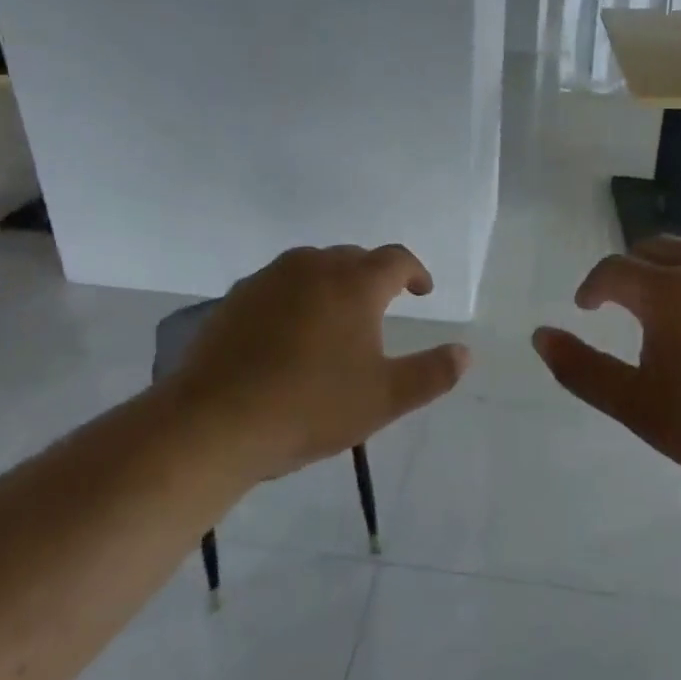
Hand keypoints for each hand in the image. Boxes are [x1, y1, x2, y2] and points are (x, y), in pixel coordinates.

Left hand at [167, 244, 469, 478]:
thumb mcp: (385, 398)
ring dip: (332, 282)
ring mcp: (268, 279)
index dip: (415, 272)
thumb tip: (465, 352)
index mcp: (354, 284)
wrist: (215, 422)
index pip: (396, 259)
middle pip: (353, 257)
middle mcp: (312, 267)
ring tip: (337, 317)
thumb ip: (432, 373)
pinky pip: (278, 285)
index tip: (422, 291)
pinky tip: (289, 332)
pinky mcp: (235, 299)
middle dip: (373, 276)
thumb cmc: (311, 406)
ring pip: (312, 267)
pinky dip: (296, 297)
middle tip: (382, 306)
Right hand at [532, 233, 680, 490]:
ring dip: (669, 259)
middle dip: (628, 267)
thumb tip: (541, 335)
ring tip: (662, 288)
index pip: (615, 269)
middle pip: (655, 247)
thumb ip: (582, 369)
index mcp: (666, 293)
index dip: (593, 285)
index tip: (585, 308)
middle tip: (618, 299)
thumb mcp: (634, 404)